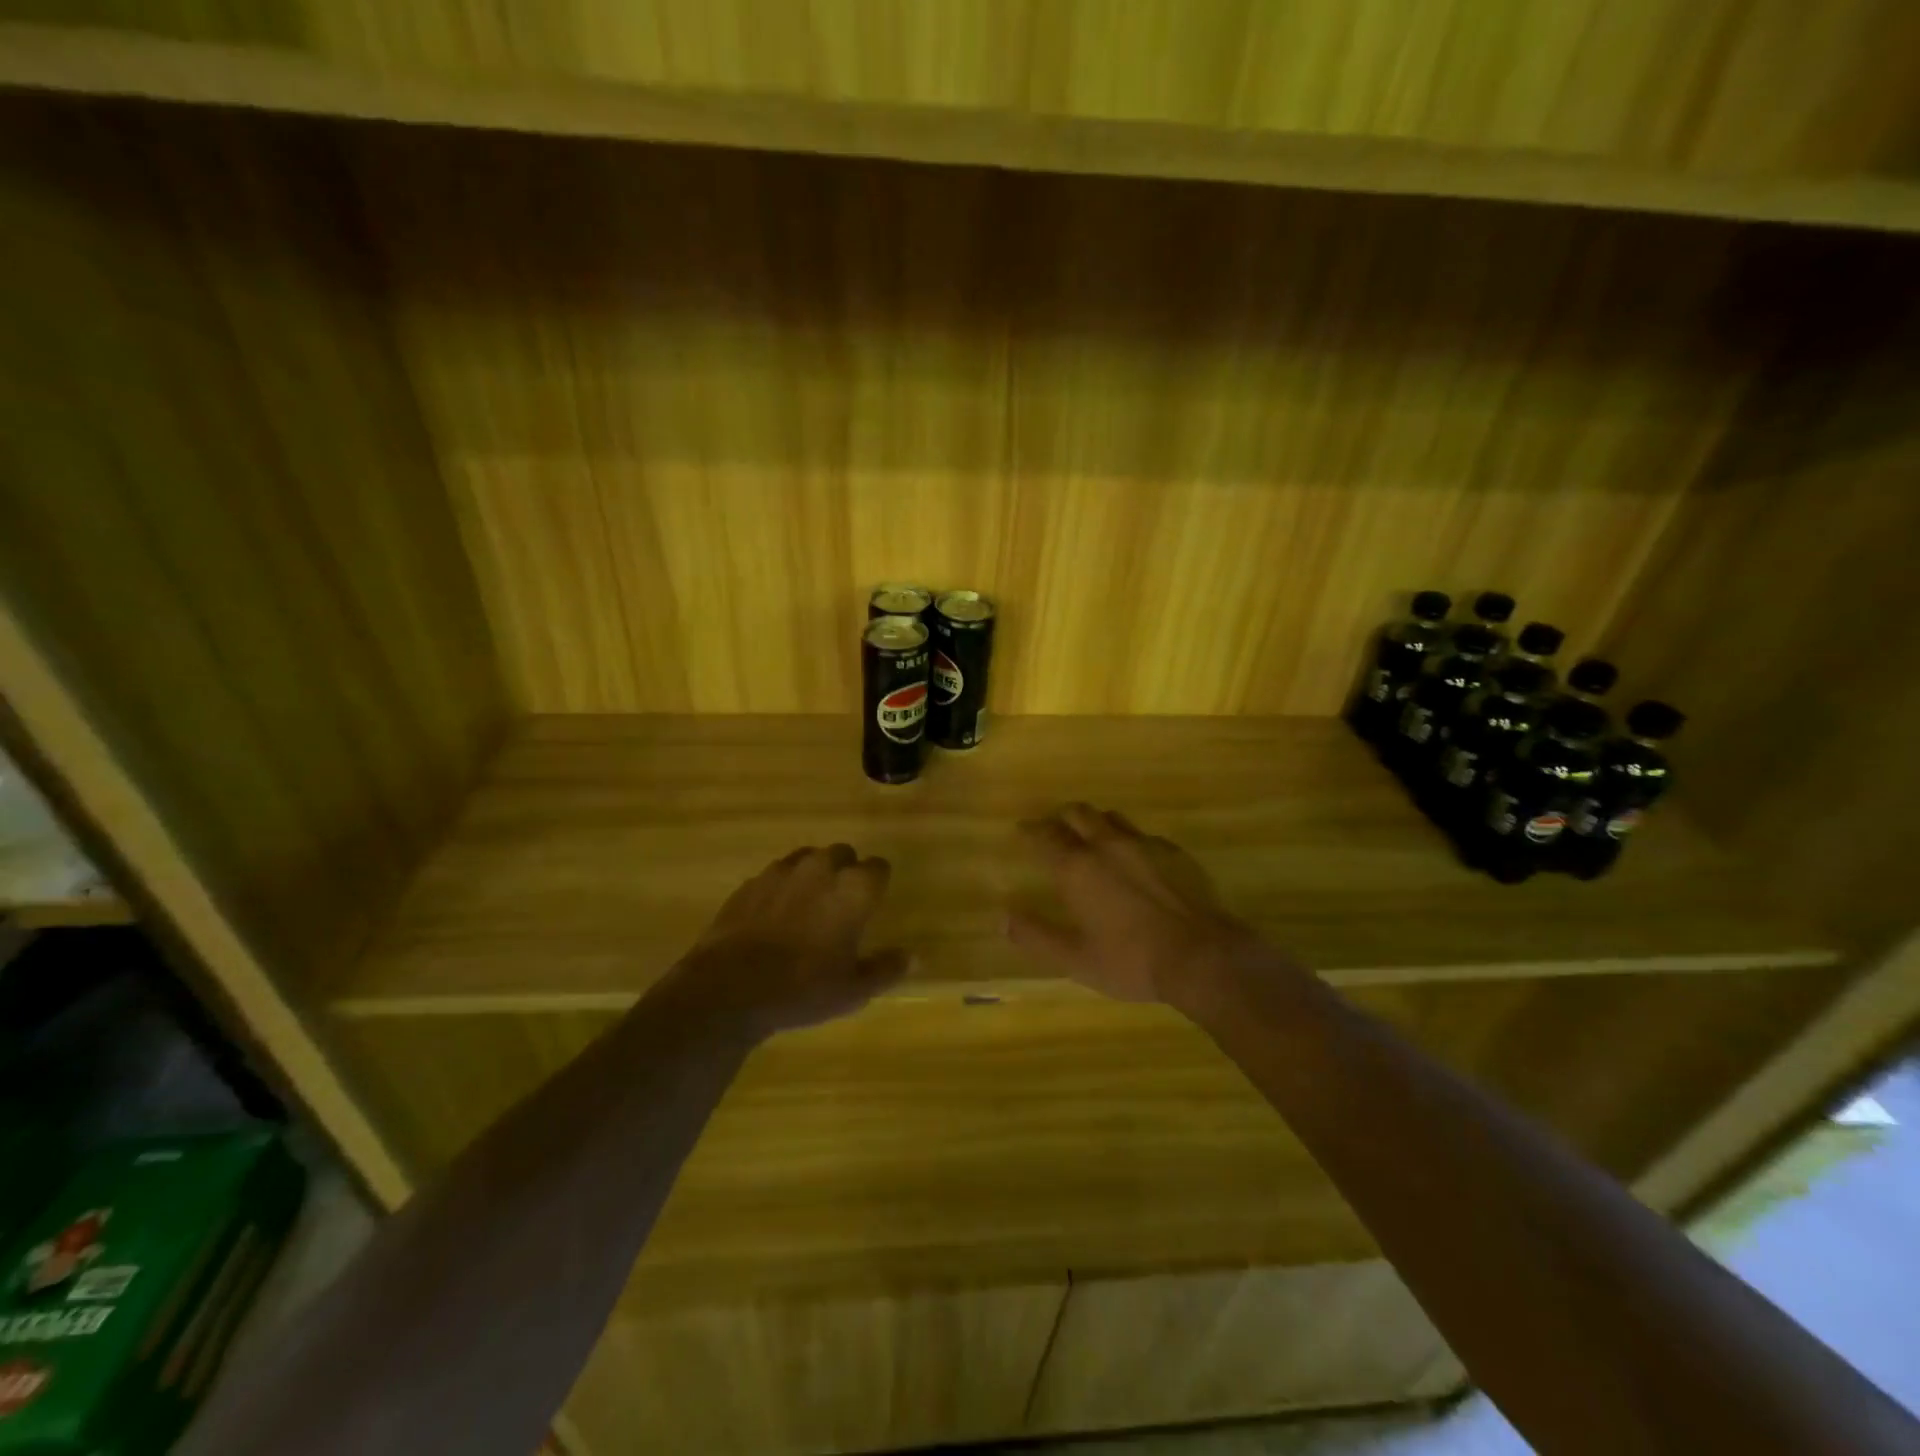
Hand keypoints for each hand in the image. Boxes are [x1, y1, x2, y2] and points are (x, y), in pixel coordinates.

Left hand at [658, 844, 909, 1040]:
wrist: (730, 988)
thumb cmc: (804, 988)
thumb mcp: (854, 989)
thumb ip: (886, 967)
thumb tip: (912, 956)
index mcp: (854, 888)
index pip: (879, 867)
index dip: (878, 884)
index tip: (873, 903)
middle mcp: (821, 868)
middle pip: (843, 854)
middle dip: (846, 872)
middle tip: (841, 905)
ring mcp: (782, 871)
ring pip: (808, 858)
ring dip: (814, 875)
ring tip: (809, 906)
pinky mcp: (751, 882)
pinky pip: (776, 874)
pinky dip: (782, 887)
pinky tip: (776, 915)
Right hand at [1006, 804, 1258, 1009]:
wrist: (1201, 955)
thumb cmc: (1131, 960)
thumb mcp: (1076, 958)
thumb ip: (1037, 936)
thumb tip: (1003, 918)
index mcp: (1077, 868)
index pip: (1045, 836)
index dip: (1030, 830)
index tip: (1022, 829)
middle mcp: (1107, 845)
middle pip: (1079, 814)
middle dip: (1062, 817)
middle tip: (1055, 828)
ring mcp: (1144, 844)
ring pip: (1112, 818)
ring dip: (1095, 822)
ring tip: (1092, 836)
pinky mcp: (1174, 852)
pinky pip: (1143, 835)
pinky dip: (1129, 839)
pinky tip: (1135, 858)